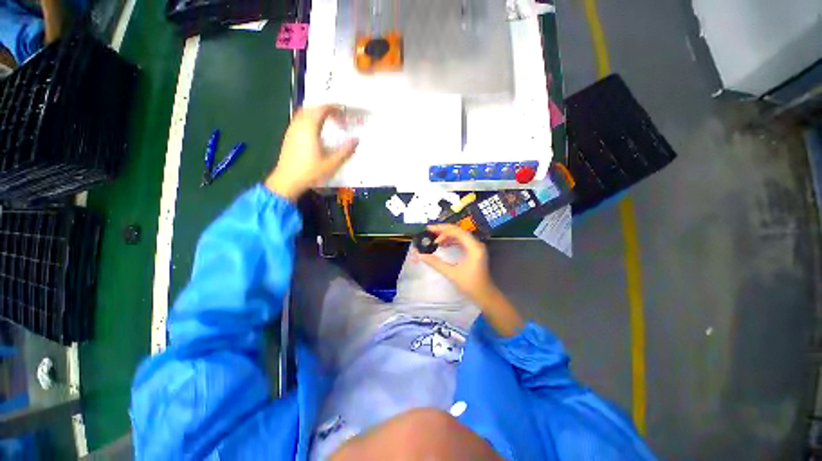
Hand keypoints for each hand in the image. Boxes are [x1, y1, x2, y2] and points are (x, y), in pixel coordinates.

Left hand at [265, 105, 357, 200]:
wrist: (287, 181)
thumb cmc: (310, 172)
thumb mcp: (331, 163)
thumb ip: (345, 151)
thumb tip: (356, 140)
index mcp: (309, 129)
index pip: (321, 109)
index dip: (333, 107)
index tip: (344, 109)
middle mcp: (299, 125)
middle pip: (311, 108)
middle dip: (325, 107)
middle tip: (338, 114)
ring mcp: (292, 130)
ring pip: (304, 113)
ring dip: (316, 112)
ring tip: (328, 120)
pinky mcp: (289, 136)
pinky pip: (300, 120)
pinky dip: (310, 119)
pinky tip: (316, 130)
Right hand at [418, 224, 523, 335]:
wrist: (485, 296)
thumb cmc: (470, 285)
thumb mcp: (451, 274)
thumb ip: (436, 263)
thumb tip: (421, 255)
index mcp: (473, 247)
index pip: (456, 231)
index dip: (441, 229)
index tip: (429, 229)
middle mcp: (476, 244)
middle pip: (458, 231)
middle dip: (443, 230)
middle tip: (429, 232)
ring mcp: (476, 248)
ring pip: (460, 236)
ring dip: (447, 236)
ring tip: (434, 239)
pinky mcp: (474, 252)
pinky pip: (462, 242)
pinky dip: (452, 241)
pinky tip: (443, 244)